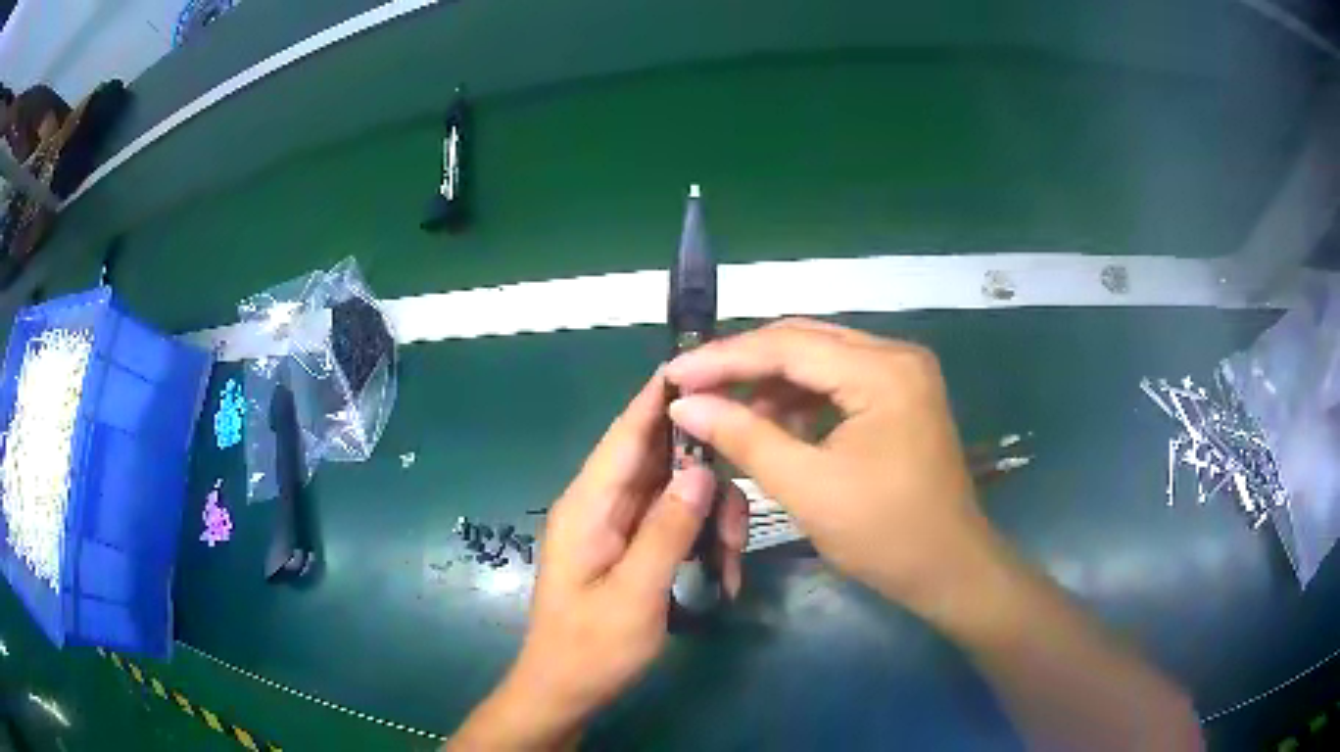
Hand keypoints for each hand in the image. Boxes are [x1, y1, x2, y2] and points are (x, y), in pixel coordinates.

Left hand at [449, 371, 746, 749]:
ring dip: (712, 521)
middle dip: (709, 482)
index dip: (659, 396)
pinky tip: (722, 576)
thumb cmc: (591, 649)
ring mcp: (618, 525)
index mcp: (589, 505)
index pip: (626, 433)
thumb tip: (699, 468)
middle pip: (663, 461)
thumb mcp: (634, 595)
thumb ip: (666, 531)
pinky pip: (675, 522)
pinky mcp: (632, 546)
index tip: (702, 364)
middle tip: (739, 524)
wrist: (565, 692)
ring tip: (731, 568)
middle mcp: (602, 504)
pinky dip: (703, 540)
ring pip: (678, 493)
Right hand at [664, 319, 991, 617]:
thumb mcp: (807, 487)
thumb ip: (744, 436)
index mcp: (882, 371)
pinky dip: (799, 399)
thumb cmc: (885, 535)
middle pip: (804, 341)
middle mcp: (896, 355)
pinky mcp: (900, 396)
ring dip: (770, 382)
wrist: (949, 569)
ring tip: (723, 409)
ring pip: (819, 359)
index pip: (788, 346)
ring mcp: (902, 374)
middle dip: (744, 364)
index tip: (673, 374)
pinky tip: (770, 421)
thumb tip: (685, 405)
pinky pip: (838, 382)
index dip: (724, 359)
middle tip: (691, 386)